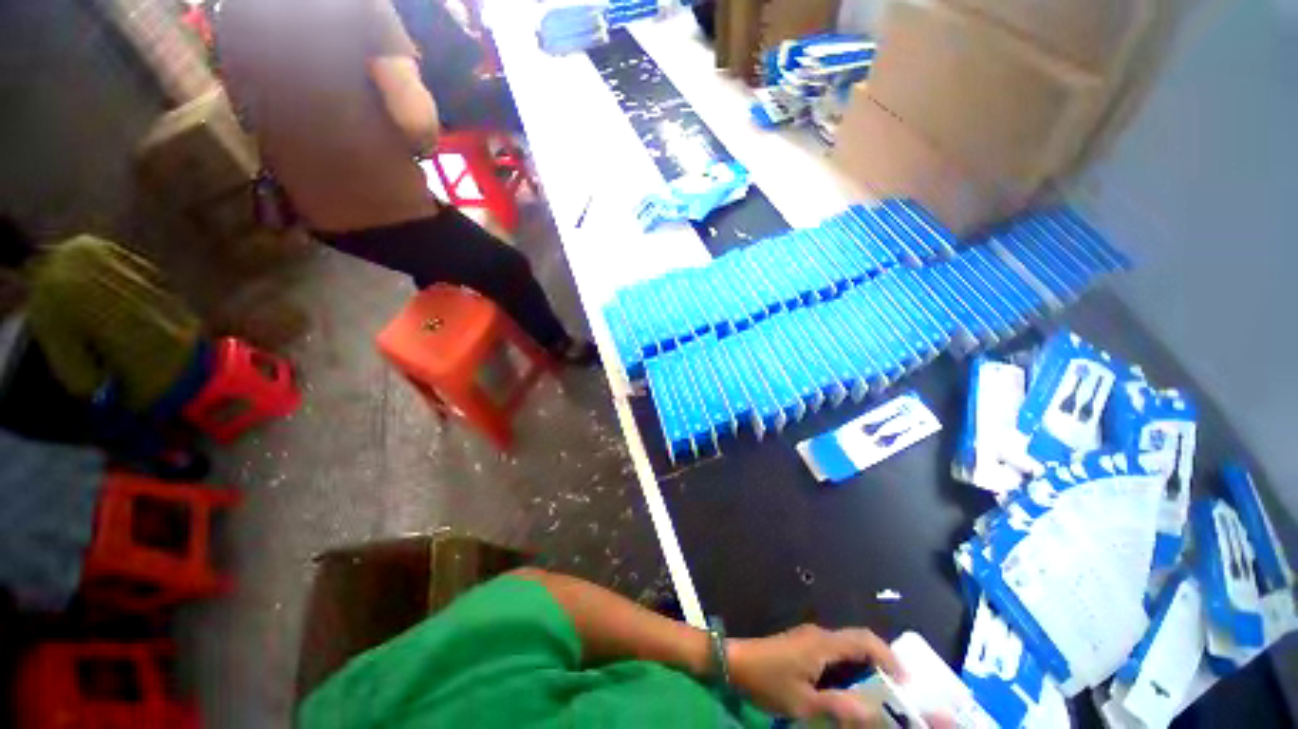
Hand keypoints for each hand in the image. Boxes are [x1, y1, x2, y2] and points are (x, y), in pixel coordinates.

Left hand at [727, 624, 903, 726]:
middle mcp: (819, 635)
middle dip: (880, 664)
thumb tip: (874, 712)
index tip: (906, 683)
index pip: (865, 640)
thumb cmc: (768, 681)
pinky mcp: (801, 645)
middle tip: (896, 695)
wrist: (734, 662)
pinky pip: (833, 653)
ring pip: (846, 648)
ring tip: (878, 696)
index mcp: (823, 644)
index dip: (889, 657)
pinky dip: (848, 668)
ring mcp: (809, 638)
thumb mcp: (804, 703)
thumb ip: (840, 707)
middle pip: (858, 642)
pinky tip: (848, 690)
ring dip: (864, 667)